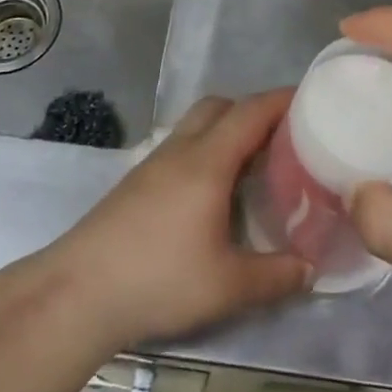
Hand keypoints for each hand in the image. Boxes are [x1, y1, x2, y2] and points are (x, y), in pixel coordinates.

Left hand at [53, 92, 309, 347]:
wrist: (78, 292)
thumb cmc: (158, 279)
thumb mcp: (227, 286)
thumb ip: (276, 276)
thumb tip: (310, 269)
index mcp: (207, 161)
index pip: (251, 111)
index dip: (283, 100)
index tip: (313, 99)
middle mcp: (180, 150)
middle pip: (220, 106)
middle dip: (254, 110)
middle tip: (285, 137)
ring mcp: (154, 163)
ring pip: (197, 125)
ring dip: (228, 130)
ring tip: (255, 163)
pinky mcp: (137, 182)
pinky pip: (182, 147)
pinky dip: (207, 150)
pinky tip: (215, 191)